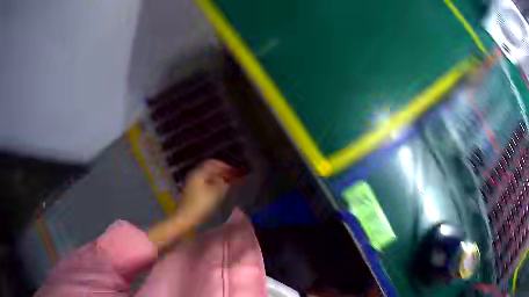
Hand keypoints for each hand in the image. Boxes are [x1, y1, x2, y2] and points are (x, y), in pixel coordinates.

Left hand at [148, 159, 234, 250]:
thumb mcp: (215, 193)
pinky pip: (205, 181)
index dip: (224, 165)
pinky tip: (219, 188)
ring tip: (228, 182)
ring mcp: (192, 182)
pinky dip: (214, 182)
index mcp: (199, 172)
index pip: (213, 163)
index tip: (234, 171)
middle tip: (233, 175)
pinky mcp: (193, 190)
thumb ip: (223, 182)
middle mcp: (194, 174)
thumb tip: (227, 178)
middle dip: (222, 170)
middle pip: (209, 168)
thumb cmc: (200, 205)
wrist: (185, 218)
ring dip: (218, 176)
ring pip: (207, 175)